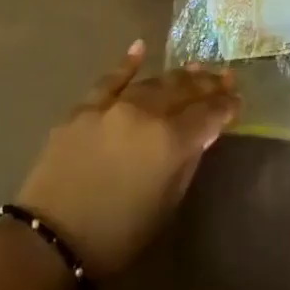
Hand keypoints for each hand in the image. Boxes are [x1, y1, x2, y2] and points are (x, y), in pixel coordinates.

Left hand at [13, 41, 239, 277]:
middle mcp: (146, 113)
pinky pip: (110, 79)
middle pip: (183, 91)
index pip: (207, 115)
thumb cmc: (118, 236)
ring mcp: (113, 105)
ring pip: (152, 83)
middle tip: (224, 78)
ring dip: (176, 76)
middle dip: (206, 85)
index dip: (225, 106)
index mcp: (171, 141)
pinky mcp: (85, 107)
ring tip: (195, 69)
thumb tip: (201, 135)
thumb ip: (186, 163)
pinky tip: (140, 48)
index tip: (237, 100)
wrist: (52, 241)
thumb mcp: (165, 205)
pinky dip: (128, 64)